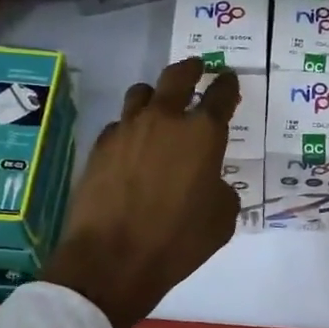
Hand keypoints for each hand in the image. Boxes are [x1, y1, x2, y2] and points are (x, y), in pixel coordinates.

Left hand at [42, 57, 240, 327]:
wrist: (112, 259)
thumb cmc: (178, 241)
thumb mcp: (221, 219)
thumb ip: (220, 188)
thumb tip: (208, 181)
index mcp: (202, 134)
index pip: (221, 96)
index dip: (228, 85)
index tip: (229, 79)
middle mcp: (165, 120)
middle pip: (178, 77)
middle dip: (191, 69)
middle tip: (197, 68)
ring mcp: (127, 129)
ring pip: (141, 93)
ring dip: (154, 95)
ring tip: (158, 105)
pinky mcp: (99, 146)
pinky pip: (119, 124)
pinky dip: (129, 129)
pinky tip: (131, 146)